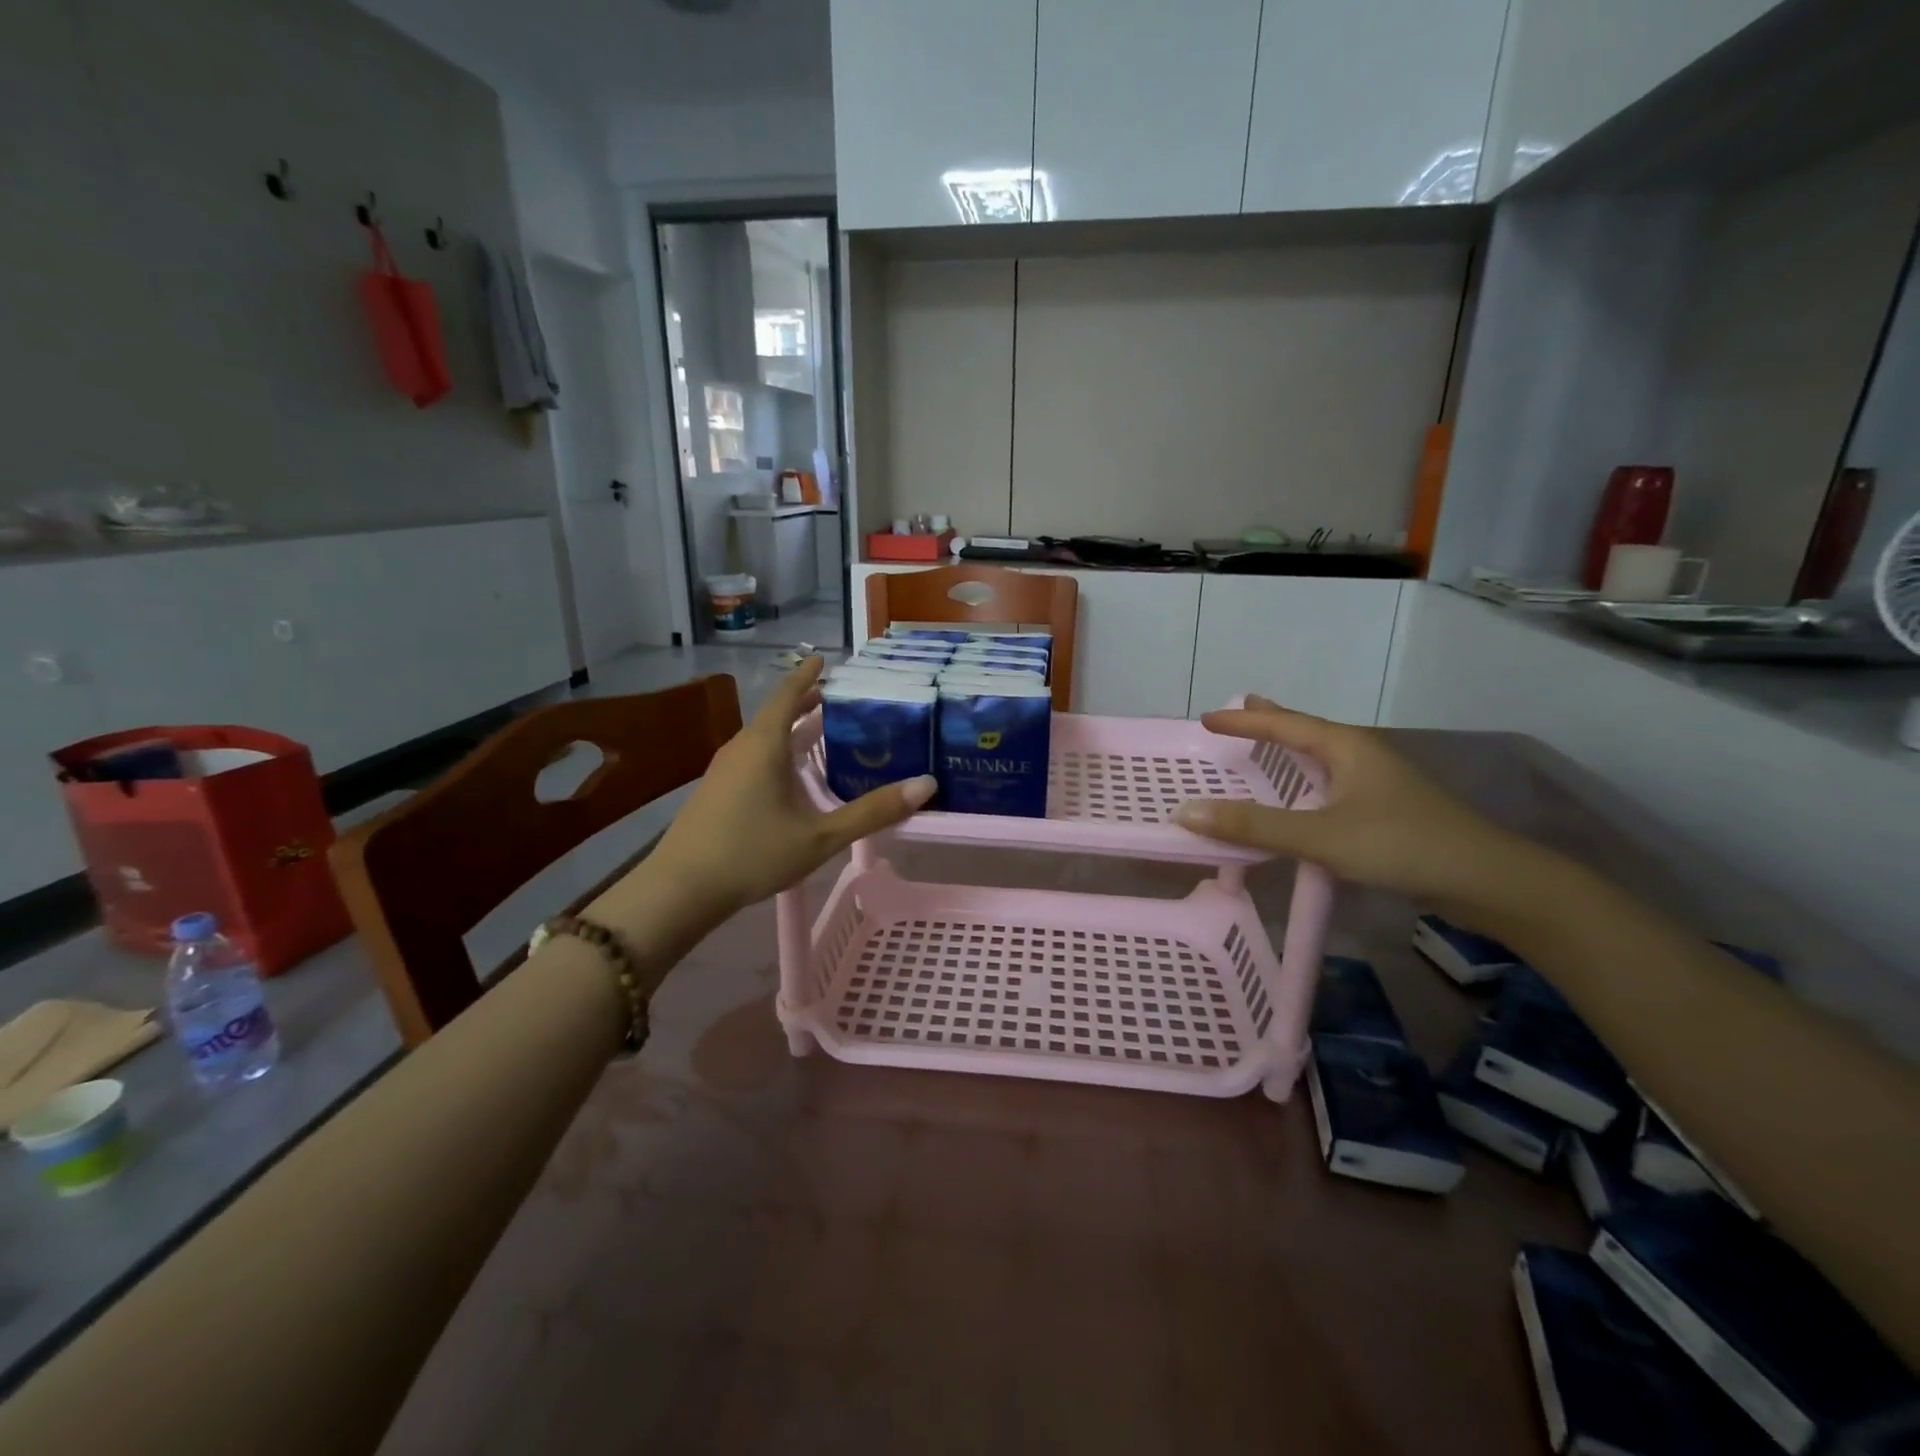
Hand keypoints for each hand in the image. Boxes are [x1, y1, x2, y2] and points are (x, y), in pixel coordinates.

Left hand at [649, 658, 934, 918]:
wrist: (681, 889)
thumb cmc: (753, 853)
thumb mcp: (821, 835)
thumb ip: (873, 812)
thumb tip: (926, 785)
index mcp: (765, 745)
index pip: (788, 695)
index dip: (808, 676)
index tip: (826, 660)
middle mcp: (742, 748)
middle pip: (776, 714)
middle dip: (805, 704)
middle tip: (838, 699)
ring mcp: (724, 770)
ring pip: (764, 738)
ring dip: (791, 730)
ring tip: (821, 732)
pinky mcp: (716, 791)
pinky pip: (753, 757)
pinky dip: (778, 752)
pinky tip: (791, 776)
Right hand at [1171, 695, 1528, 909]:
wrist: (1487, 880)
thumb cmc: (1401, 845)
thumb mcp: (1320, 835)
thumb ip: (1254, 825)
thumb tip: (1185, 812)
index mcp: (1345, 748)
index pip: (1283, 723)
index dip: (1243, 720)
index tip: (1206, 718)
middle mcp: (1361, 756)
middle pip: (1306, 731)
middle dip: (1272, 722)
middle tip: (1241, 710)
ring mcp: (1378, 783)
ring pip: (1322, 758)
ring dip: (1290, 751)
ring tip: (1266, 746)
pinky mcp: (1386, 810)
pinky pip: (1331, 784)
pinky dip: (1305, 781)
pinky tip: (1304, 799)